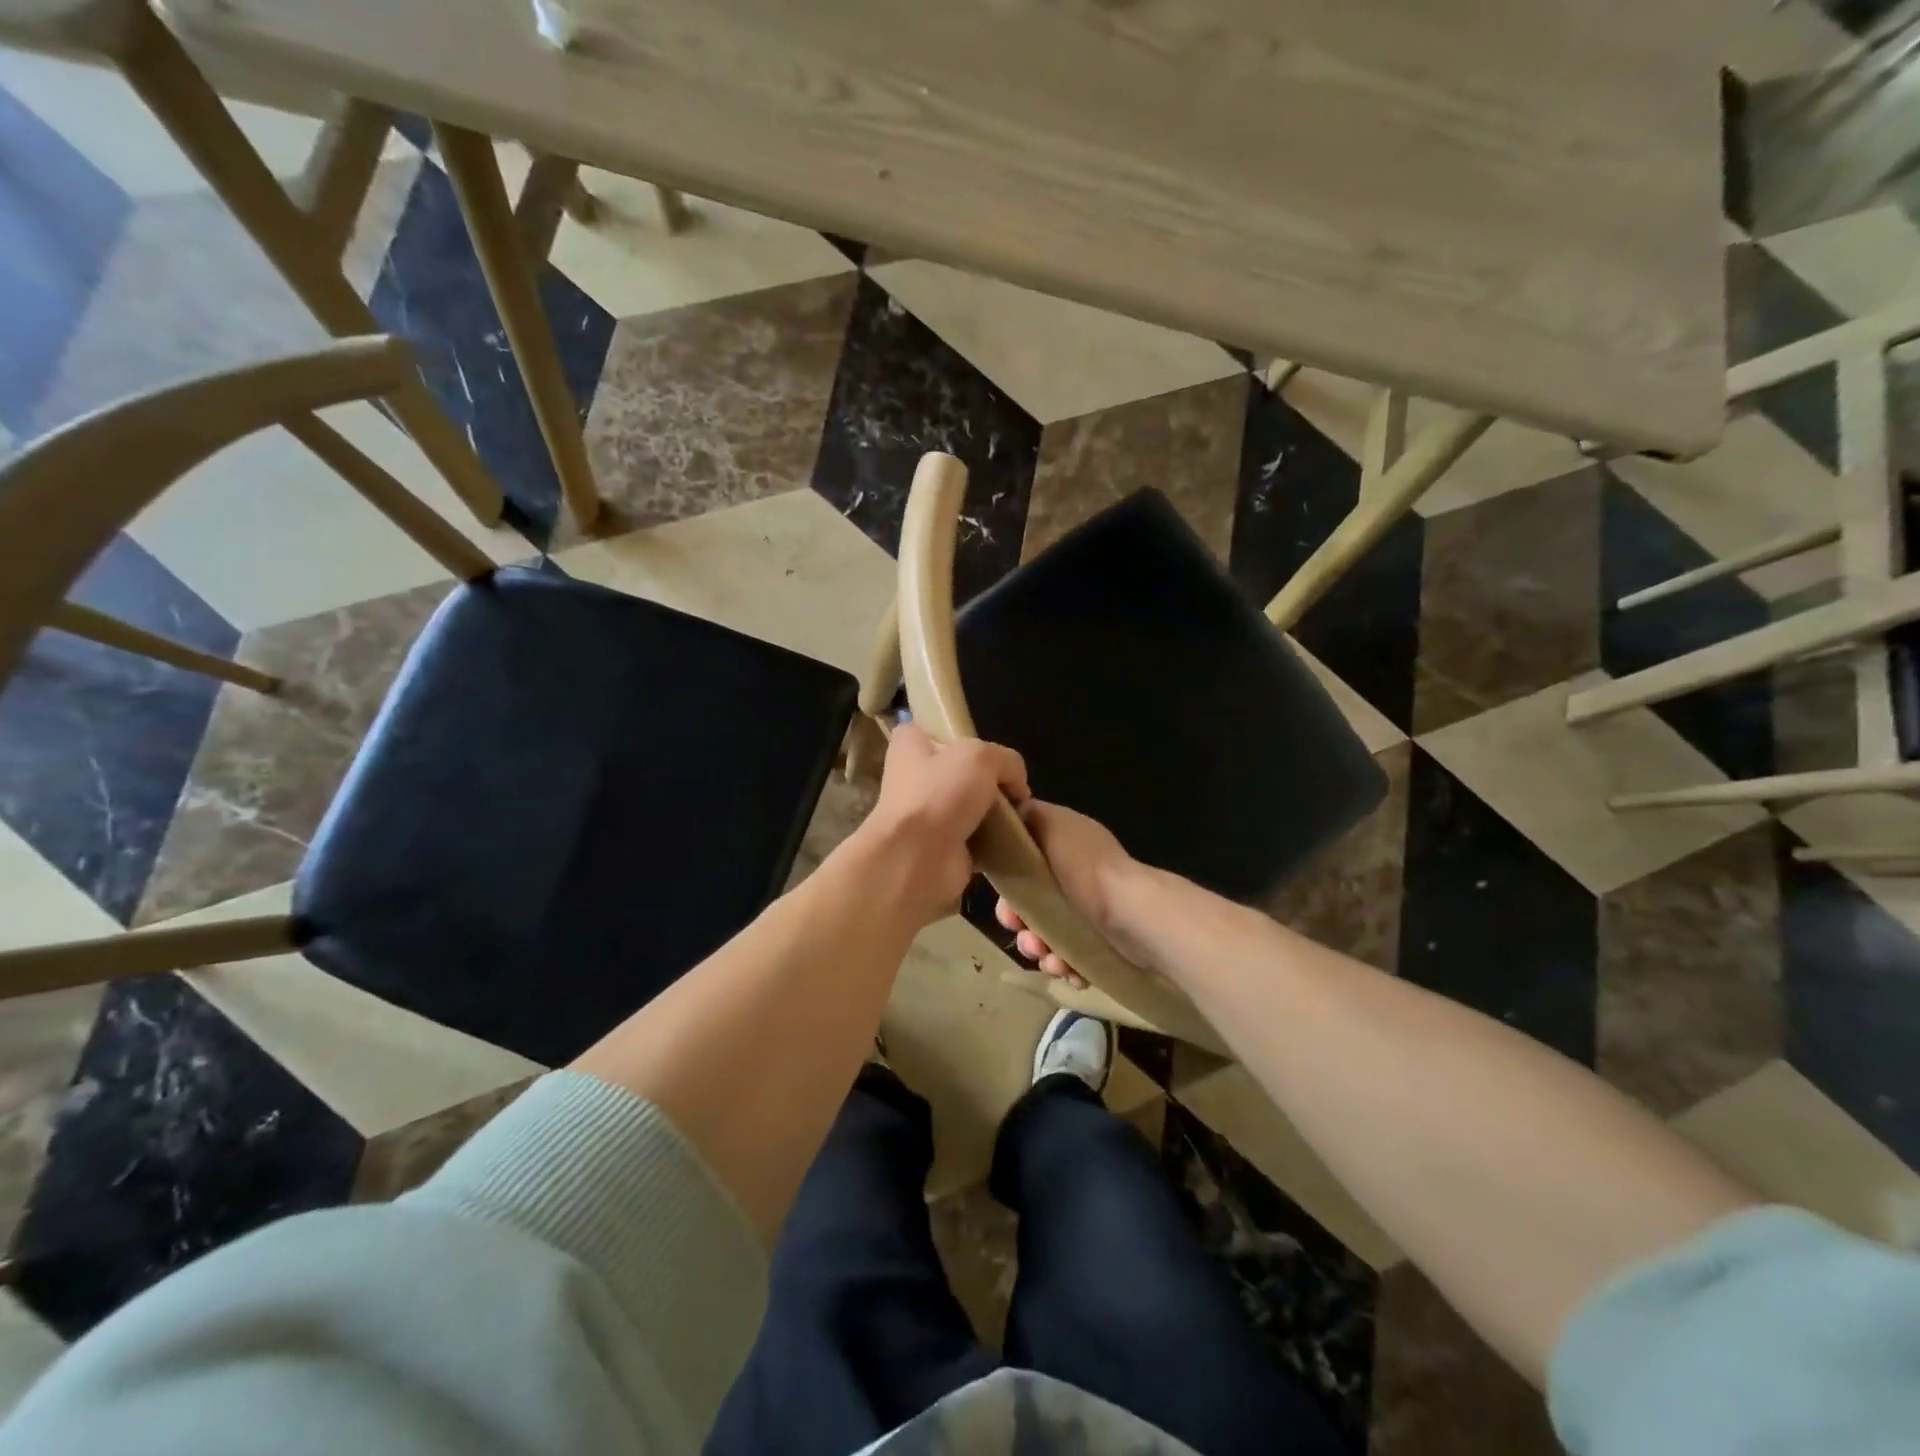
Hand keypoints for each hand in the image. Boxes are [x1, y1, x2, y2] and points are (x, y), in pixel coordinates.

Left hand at [853, 721, 1028, 919]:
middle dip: (989, 778)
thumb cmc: (940, 794)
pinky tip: (1012, 838)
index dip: (962, 734)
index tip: (988, 748)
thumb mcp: (982, 757)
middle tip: (1014, 787)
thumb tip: (1018, 786)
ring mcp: (927, 813)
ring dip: (995, 812)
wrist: (917, 859)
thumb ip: (1007, 761)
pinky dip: (994, 839)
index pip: (934, 728)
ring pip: (971, 804)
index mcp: (911, 745)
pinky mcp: (941, 845)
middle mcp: (914, 776)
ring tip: (1019, 815)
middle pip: (961, 769)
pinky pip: (976, 836)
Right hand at [994, 799, 1140, 986]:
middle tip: (1026, 937)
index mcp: (1065, 845)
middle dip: (1021, 923)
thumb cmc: (1087, 868)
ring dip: (1040, 949)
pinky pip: (1070, 956)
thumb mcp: (1053, 824)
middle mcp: (1076, 875)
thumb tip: (1012, 814)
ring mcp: (1090, 910)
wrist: (1134, 916)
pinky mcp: (1102, 941)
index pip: (1022, 860)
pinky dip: (1064, 965)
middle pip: (1031, 901)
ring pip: (1047, 932)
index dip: (1007, 881)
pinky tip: (1068, 971)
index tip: (1005, 901)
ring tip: (1050, 960)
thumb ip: (1029, 815)